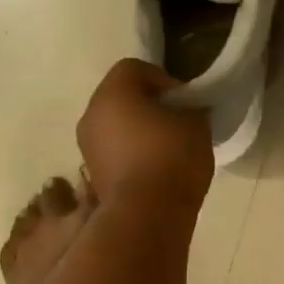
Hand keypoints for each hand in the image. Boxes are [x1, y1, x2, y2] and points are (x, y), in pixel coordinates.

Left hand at [77, 59, 212, 216]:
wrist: (147, 215)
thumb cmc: (172, 157)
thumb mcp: (197, 123)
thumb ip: (190, 107)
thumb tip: (187, 109)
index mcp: (113, 93)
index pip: (134, 68)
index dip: (163, 78)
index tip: (184, 100)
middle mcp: (91, 114)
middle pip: (121, 96)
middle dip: (149, 104)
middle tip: (177, 121)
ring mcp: (87, 147)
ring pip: (115, 125)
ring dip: (138, 130)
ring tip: (168, 149)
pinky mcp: (93, 174)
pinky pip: (114, 151)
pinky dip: (132, 153)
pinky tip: (156, 169)